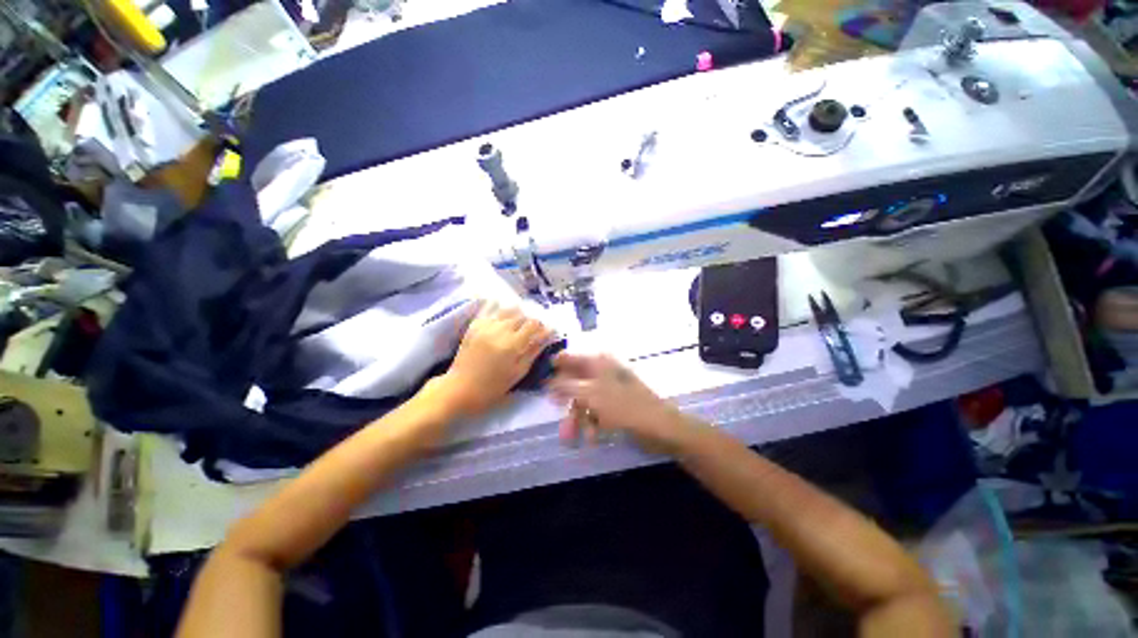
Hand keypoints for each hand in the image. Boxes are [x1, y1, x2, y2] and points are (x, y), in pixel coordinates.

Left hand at [432, 302, 553, 418]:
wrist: (459, 389)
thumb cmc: (492, 387)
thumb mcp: (518, 373)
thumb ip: (533, 352)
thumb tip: (547, 336)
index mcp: (513, 345)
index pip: (534, 324)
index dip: (542, 326)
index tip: (545, 332)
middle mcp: (500, 330)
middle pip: (522, 314)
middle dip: (530, 319)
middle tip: (532, 329)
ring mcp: (485, 326)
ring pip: (507, 308)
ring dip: (517, 312)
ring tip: (518, 321)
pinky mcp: (474, 325)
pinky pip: (489, 308)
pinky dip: (498, 306)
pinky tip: (503, 309)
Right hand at [548, 353, 693, 453]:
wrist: (662, 429)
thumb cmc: (626, 407)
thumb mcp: (592, 395)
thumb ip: (567, 387)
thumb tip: (548, 381)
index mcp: (599, 363)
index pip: (571, 358)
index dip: (556, 368)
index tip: (542, 383)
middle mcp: (604, 373)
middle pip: (576, 382)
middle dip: (566, 403)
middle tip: (554, 412)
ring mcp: (610, 390)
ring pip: (585, 401)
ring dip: (577, 419)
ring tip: (570, 438)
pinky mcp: (616, 406)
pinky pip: (597, 412)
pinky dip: (591, 424)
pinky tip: (591, 438)